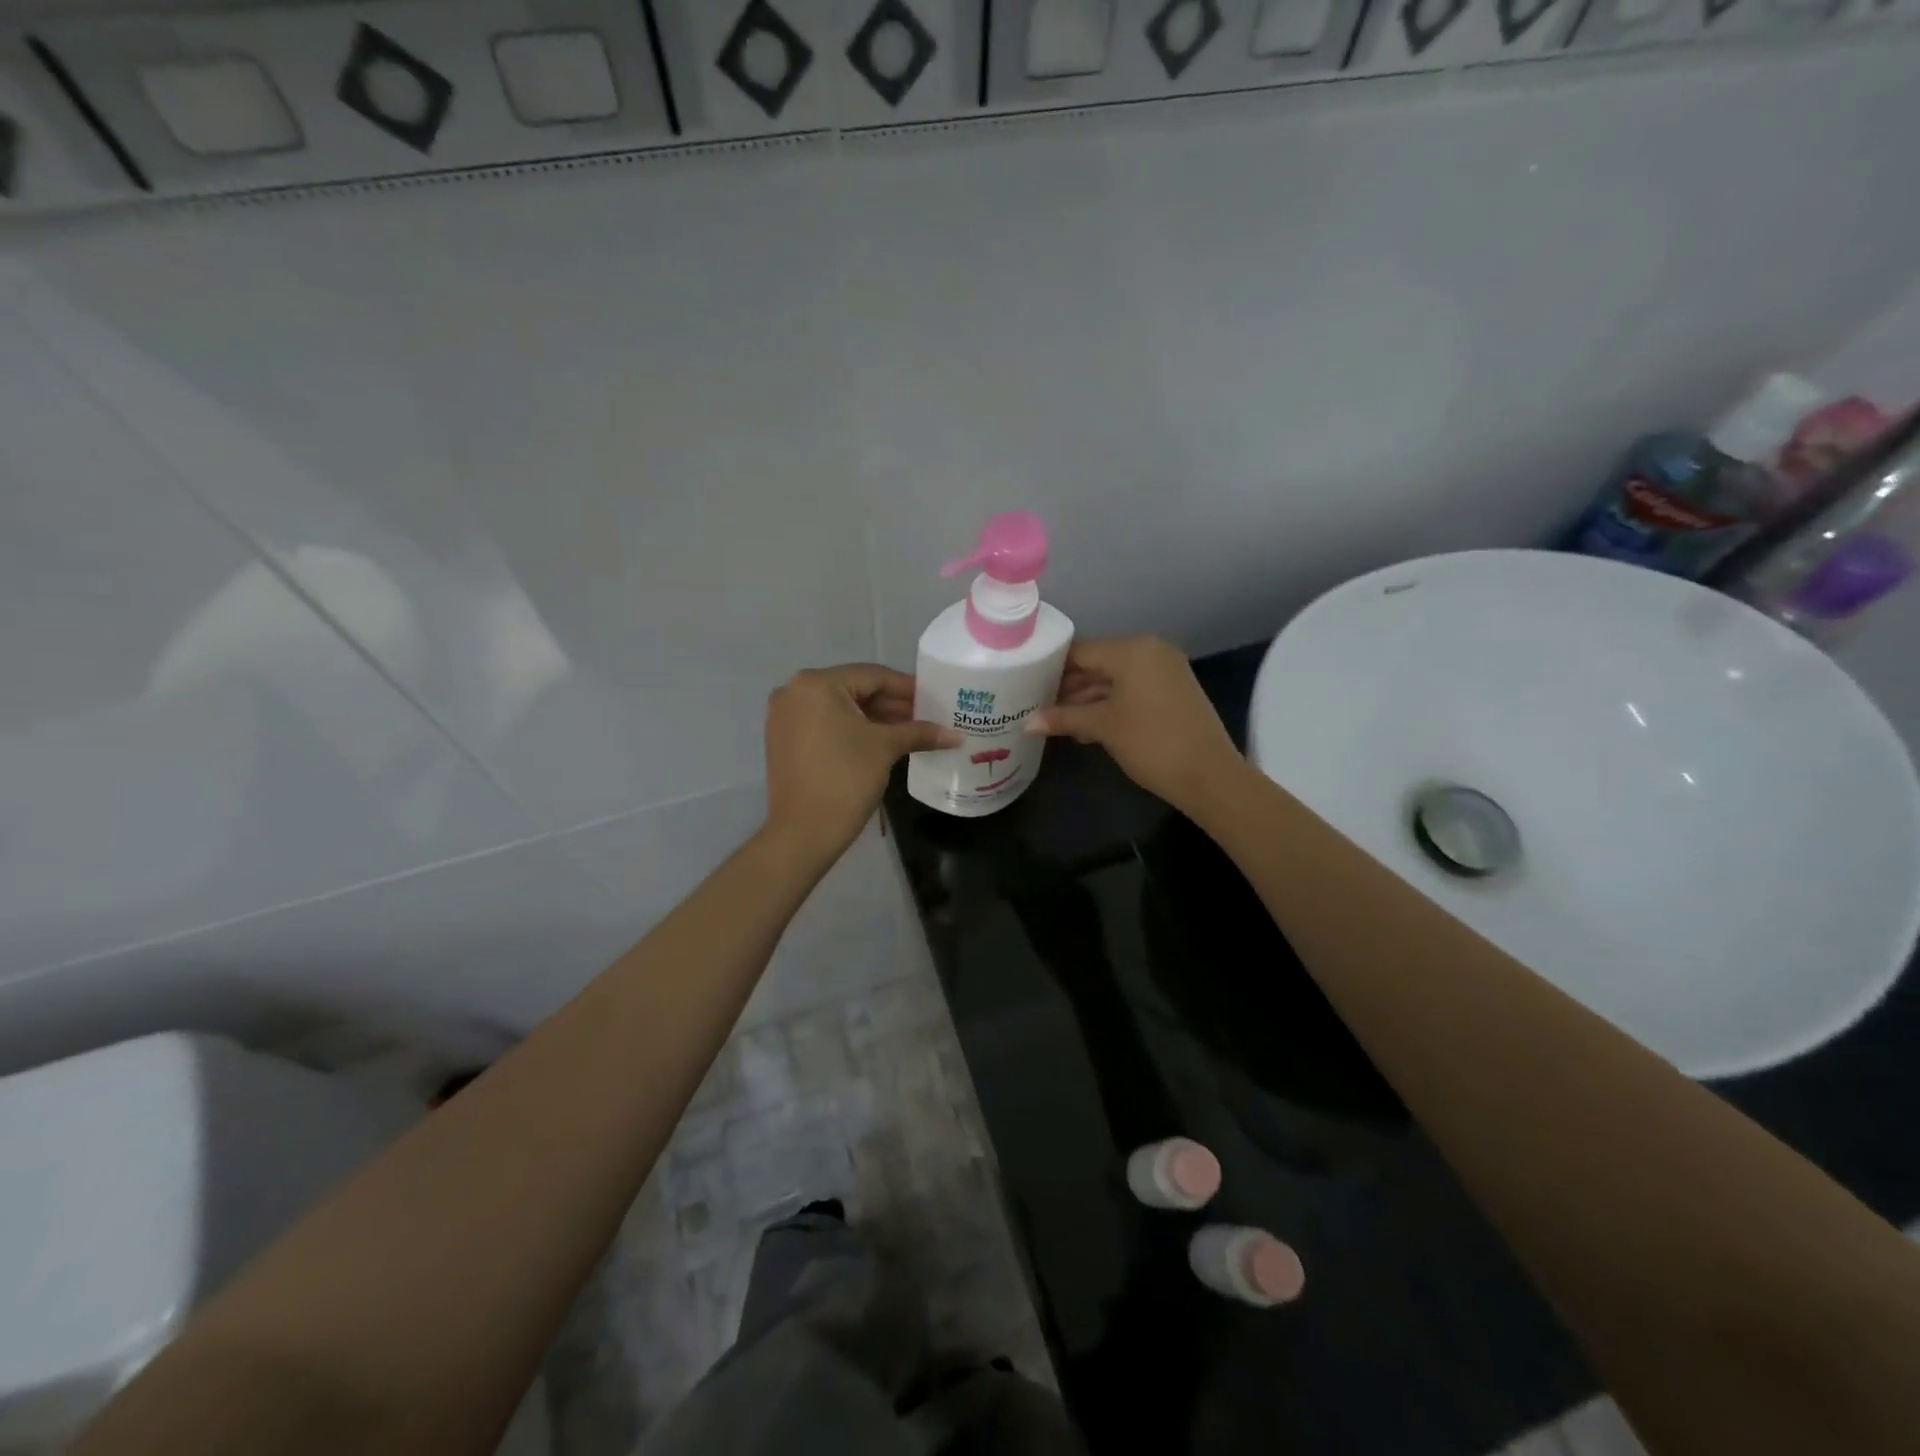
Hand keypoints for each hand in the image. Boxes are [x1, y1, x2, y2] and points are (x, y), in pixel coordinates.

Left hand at [763, 664, 957, 861]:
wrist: (803, 832)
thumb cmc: (846, 779)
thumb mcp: (885, 748)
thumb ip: (919, 732)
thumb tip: (955, 735)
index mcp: (816, 684)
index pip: (873, 676)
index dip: (908, 688)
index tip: (936, 698)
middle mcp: (795, 691)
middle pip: (856, 690)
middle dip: (893, 705)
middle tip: (928, 716)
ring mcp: (786, 716)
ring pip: (842, 709)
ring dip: (876, 719)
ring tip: (912, 731)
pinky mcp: (785, 740)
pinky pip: (827, 724)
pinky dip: (854, 730)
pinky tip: (884, 741)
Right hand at [1025, 636, 1245, 812]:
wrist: (1209, 775)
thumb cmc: (1151, 742)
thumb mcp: (1103, 727)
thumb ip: (1063, 718)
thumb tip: (1027, 723)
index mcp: (1132, 650)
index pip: (1080, 650)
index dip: (1051, 667)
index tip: (1025, 682)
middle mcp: (1150, 651)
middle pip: (1097, 663)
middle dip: (1068, 686)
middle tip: (1036, 704)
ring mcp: (1165, 671)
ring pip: (1114, 679)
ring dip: (1087, 699)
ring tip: (1055, 720)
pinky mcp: (1172, 691)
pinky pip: (1132, 690)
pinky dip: (1109, 704)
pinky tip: (1085, 727)